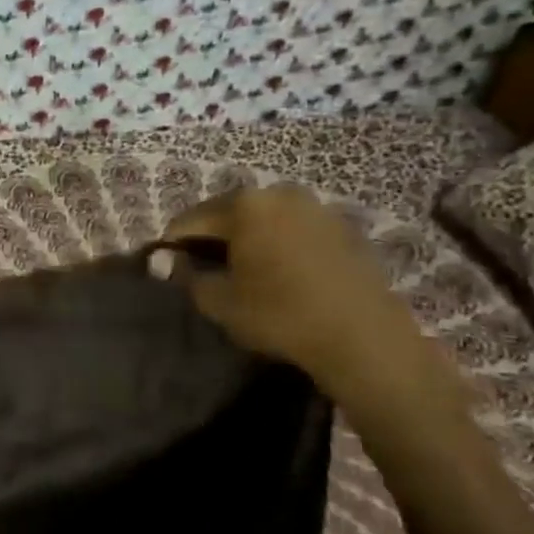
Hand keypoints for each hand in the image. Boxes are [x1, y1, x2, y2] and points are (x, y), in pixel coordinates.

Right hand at [152, 184, 450, 410]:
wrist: (365, 340)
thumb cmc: (280, 315)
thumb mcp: (219, 301)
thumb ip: (186, 276)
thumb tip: (167, 262)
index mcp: (244, 204)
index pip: (189, 220)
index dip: (172, 245)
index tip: (168, 269)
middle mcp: (279, 193)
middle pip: (227, 213)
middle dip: (211, 239)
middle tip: (205, 271)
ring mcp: (316, 207)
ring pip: (262, 220)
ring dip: (246, 240)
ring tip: (244, 274)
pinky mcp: (343, 228)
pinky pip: (293, 230)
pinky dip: (278, 245)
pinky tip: (280, 275)